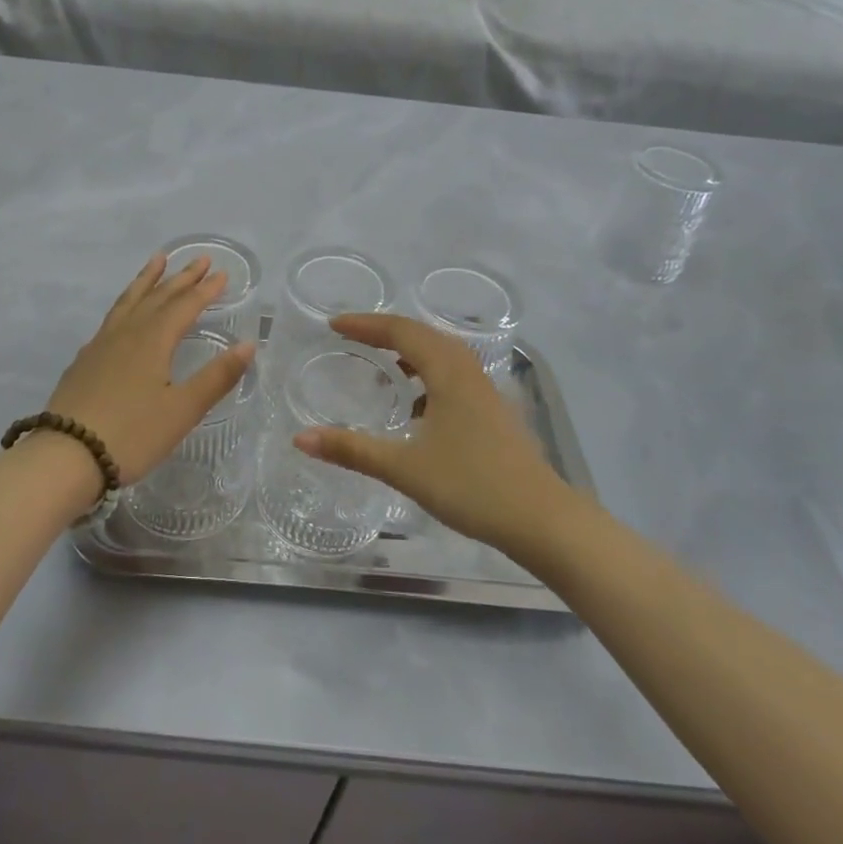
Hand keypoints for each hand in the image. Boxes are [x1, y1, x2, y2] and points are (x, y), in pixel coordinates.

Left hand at [44, 253, 256, 485]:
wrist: (65, 456)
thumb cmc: (132, 434)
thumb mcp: (182, 410)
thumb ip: (217, 377)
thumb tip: (248, 344)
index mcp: (153, 340)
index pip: (185, 306)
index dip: (205, 290)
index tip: (223, 273)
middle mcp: (127, 333)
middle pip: (158, 297)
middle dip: (181, 277)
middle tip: (200, 259)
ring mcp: (101, 345)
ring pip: (129, 301)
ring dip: (147, 280)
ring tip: (157, 260)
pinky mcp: (84, 361)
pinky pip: (111, 318)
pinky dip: (125, 304)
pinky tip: (124, 314)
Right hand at [294, 314, 565, 555]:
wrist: (542, 519)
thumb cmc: (472, 486)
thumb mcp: (404, 468)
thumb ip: (352, 450)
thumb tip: (300, 438)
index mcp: (447, 372)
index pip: (401, 330)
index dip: (365, 324)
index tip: (333, 324)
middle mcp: (468, 371)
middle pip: (423, 334)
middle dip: (385, 331)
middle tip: (351, 337)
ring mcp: (485, 390)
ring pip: (441, 354)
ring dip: (409, 351)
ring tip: (381, 364)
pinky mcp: (493, 411)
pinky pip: (453, 375)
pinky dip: (427, 374)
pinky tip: (416, 406)